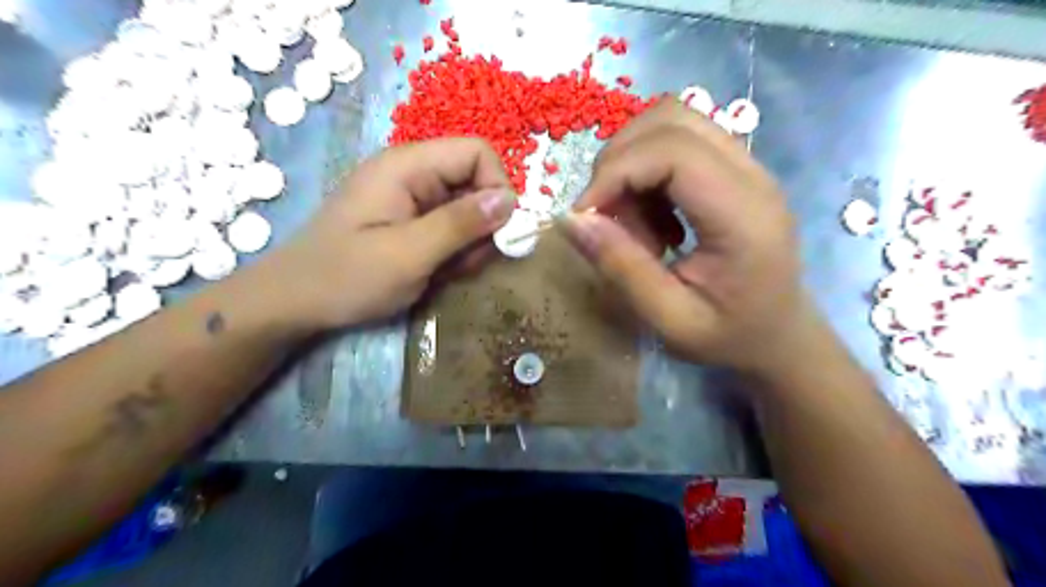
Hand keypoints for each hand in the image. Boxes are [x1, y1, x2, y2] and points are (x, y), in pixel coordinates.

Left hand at [268, 138, 512, 329]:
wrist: (296, 302)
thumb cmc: (347, 276)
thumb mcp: (408, 254)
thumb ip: (460, 224)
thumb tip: (510, 199)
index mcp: (408, 166)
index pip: (477, 152)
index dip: (498, 186)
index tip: (499, 232)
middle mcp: (413, 174)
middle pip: (476, 182)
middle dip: (483, 224)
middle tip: (466, 262)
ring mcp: (412, 198)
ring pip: (468, 209)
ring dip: (471, 242)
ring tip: (448, 271)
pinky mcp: (411, 221)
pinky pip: (452, 227)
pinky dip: (456, 251)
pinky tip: (439, 272)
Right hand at [565, 99, 816, 374]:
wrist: (781, 336)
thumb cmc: (730, 337)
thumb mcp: (669, 319)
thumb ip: (621, 267)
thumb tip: (569, 219)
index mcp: (743, 215)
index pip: (671, 151)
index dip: (615, 172)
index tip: (584, 217)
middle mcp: (751, 175)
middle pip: (670, 120)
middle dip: (619, 163)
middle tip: (608, 220)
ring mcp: (747, 166)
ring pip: (673, 121)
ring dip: (632, 163)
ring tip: (634, 221)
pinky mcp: (736, 170)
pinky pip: (679, 142)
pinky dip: (647, 170)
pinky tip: (654, 218)